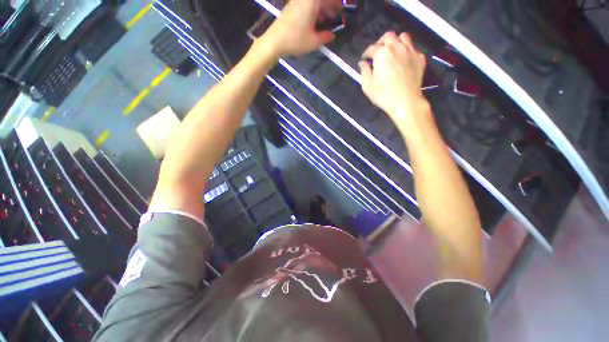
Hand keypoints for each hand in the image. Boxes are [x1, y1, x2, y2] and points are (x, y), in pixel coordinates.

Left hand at [260, 0, 340, 57]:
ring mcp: (297, 2)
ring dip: (321, 9)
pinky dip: (313, 11)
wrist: (275, 41)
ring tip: (326, 21)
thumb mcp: (314, 41)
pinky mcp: (292, 7)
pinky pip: (307, 5)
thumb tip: (332, 35)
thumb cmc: (296, 39)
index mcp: (313, 1)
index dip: (337, 4)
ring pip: (313, 3)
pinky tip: (314, 23)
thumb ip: (325, 37)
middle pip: (321, 0)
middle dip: (330, 6)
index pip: (329, 0)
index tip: (341, 11)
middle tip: (335, 16)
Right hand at [359, 32, 428, 122]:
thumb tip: (363, 63)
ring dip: (395, 41)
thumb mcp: (367, 86)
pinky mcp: (420, 58)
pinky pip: (413, 48)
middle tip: (377, 52)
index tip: (365, 59)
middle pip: (388, 36)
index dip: (366, 53)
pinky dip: (406, 50)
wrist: (405, 101)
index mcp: (382, 53)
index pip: (371, 48)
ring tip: (392, 51)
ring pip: (403, 37)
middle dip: (380, 42)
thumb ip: (364, 72)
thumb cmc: (383, 95)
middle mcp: (397, 47)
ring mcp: (410, 51)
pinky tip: (403, 60)